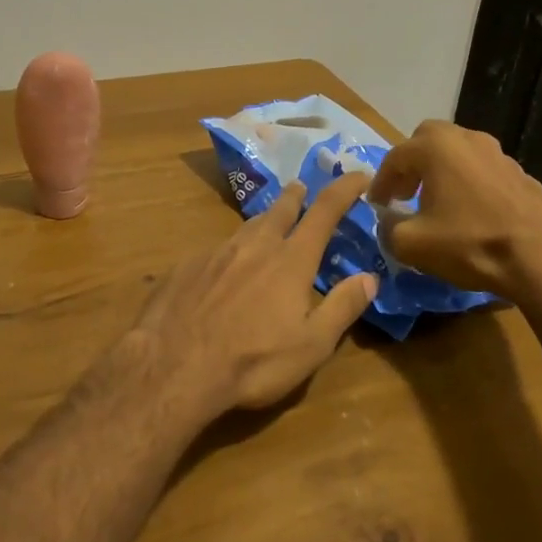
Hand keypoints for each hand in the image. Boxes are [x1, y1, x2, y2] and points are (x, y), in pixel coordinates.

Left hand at [137, 173, 378, 412]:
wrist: (172, 366)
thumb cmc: (252, 362)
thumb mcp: (311, 346)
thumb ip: (341, 308)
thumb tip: (369, 277)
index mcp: (290, 261)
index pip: (324, 212)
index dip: (344, 190)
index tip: (358, 175)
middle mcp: (255, 246)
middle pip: (280, 210)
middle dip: (295, 196)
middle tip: (300, 188)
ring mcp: (216, 252)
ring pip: (246, 227)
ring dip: (263, 221)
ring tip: (267, 224)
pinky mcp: (186, 266)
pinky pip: (216, 250)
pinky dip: (230, 252)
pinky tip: (223, 269)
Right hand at [368, 120, 541, 305]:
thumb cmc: (471, 243)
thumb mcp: (412, 244)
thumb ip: (388, 228)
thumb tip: (388, 221)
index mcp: (436, 147)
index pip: (395, 157)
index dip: (380, 183)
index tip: (376, 205)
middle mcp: (467, 139)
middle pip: (428, 141)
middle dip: (411, 165)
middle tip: (405, 194)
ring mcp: (498, 153)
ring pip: (458, 153)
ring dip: (441, 173)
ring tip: (436, 205)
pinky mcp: (521, 173)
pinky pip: (482, 171)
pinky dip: (467, 184)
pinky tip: (469, 214)